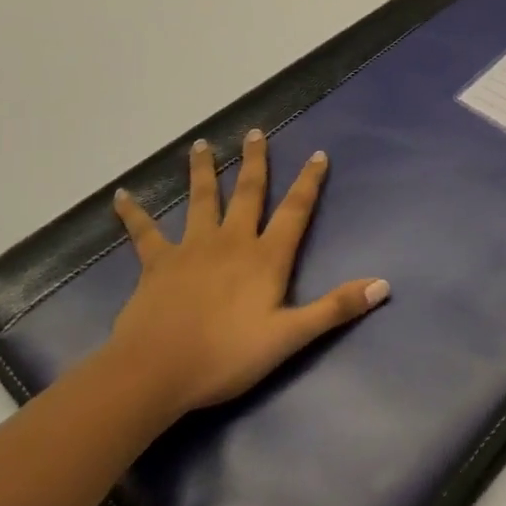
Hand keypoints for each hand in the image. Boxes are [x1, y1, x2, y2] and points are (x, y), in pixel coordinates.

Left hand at [107, 129, 388, 416]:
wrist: (155, 373)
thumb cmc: (226, 356)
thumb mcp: (289, 337)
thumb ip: (335, 308)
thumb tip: (383, 285)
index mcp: (266, 257)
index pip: (295, 210)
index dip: (308, 182)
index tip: (318, 154)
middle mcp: (232, 241)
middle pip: (247, 193)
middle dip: (254, 162)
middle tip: (254, 132)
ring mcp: (191, 249)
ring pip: (200, 200)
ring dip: (201, 171)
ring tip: (200, 144)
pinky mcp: (157, 264)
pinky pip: (144, 233)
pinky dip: (134, 213)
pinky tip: (121, 196)